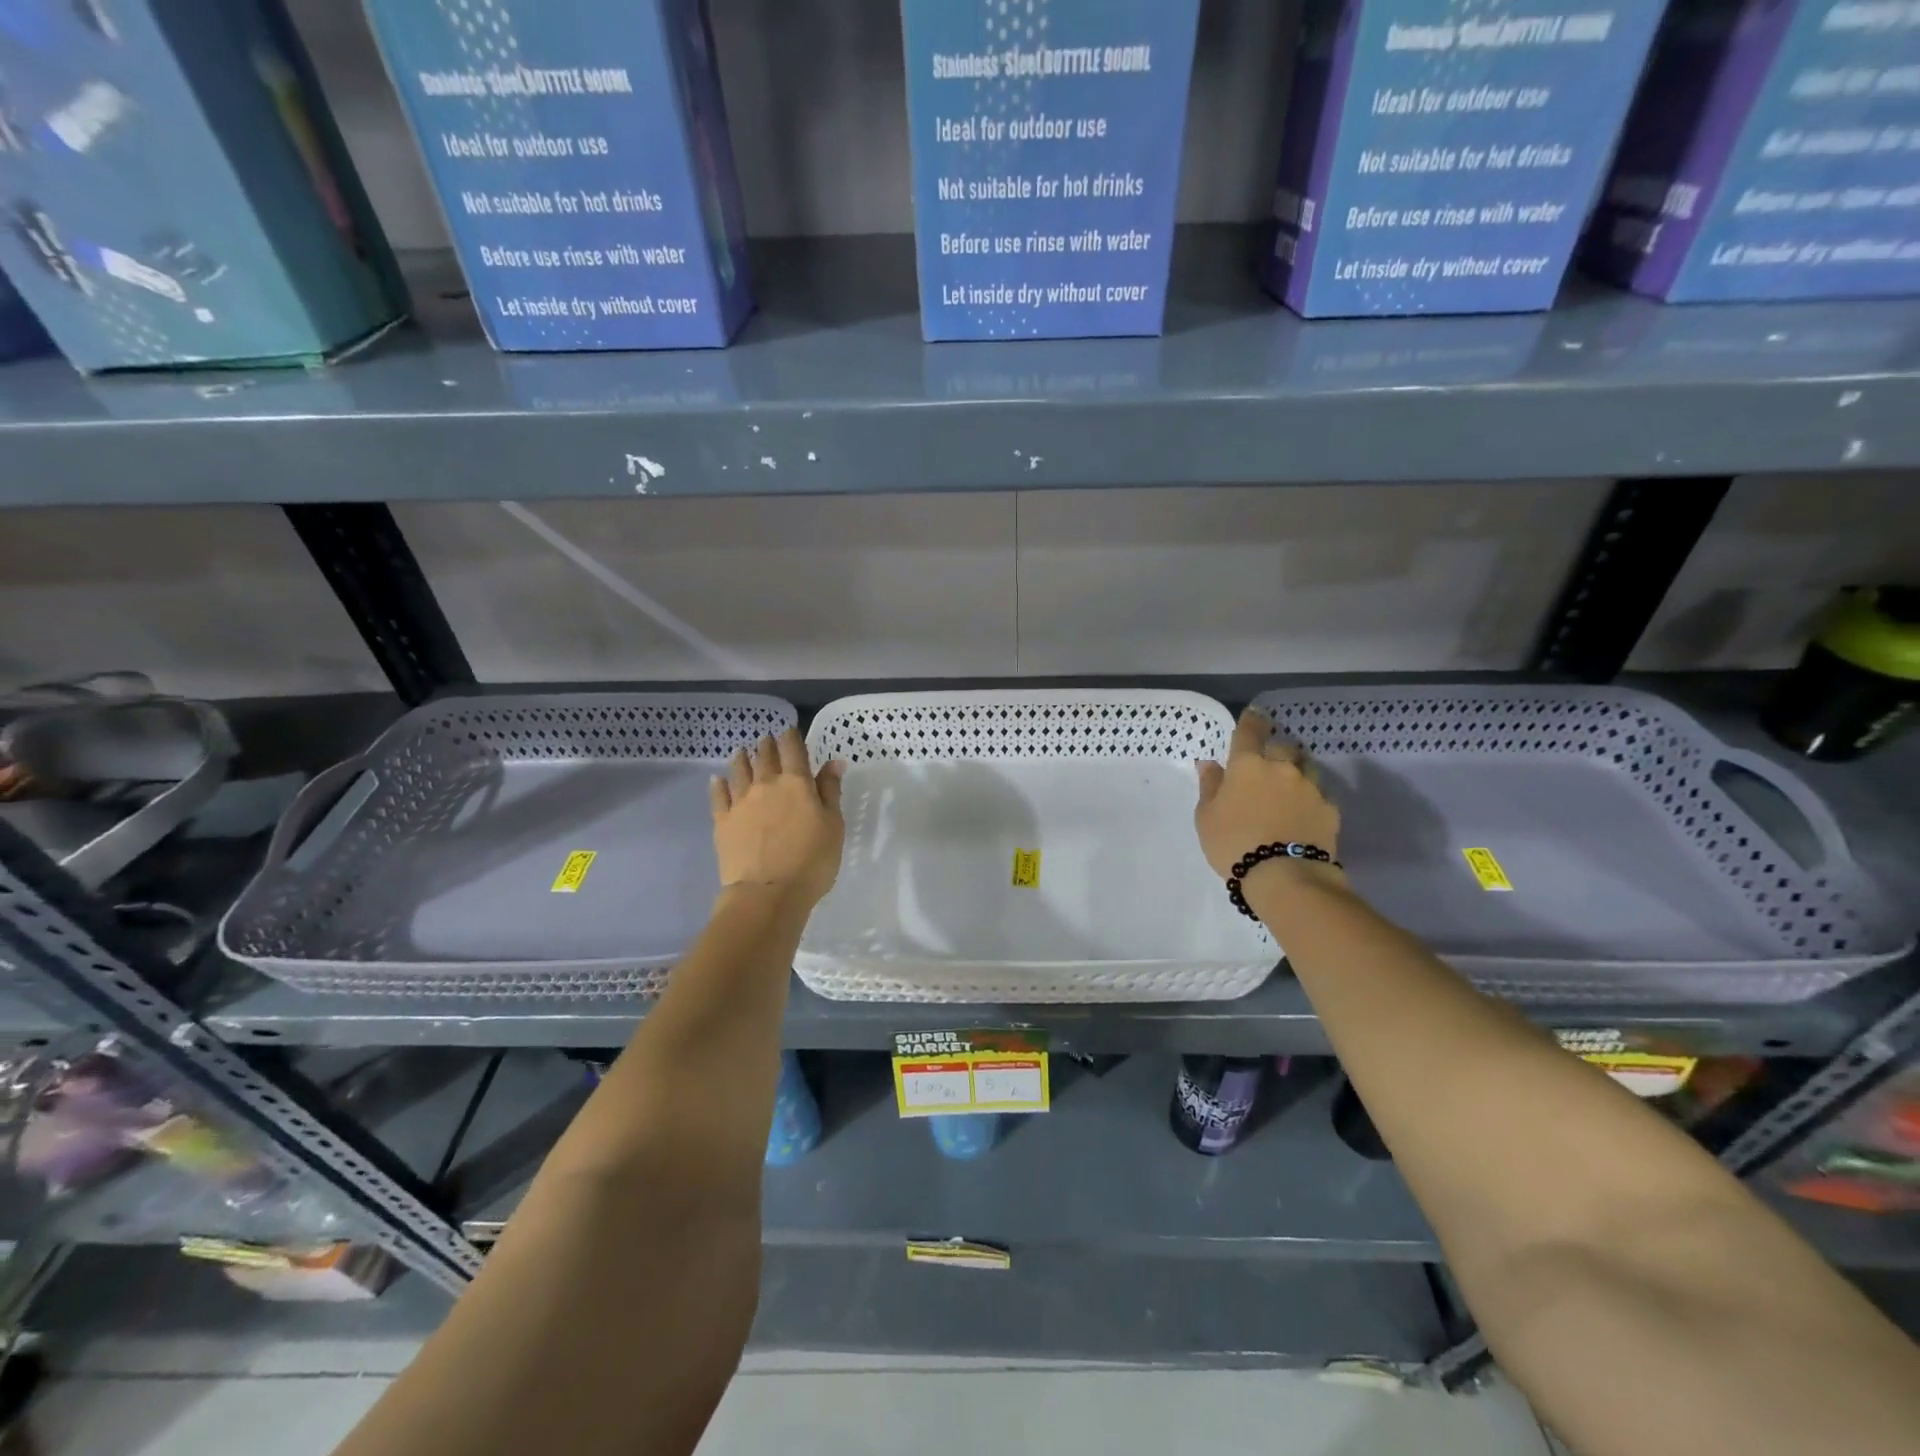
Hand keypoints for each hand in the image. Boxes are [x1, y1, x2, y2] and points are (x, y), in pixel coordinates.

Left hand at [709, 727, 845, 907]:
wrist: (767, 893)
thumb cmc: (811, 861)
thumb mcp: (833, 826)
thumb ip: (830, 792)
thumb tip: (833, 762)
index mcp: (797, 783)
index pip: (793, 749)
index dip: (792, 737)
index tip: (790, 732)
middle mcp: (766, 784)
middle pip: (764, 756)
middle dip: (767, 745)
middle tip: (767, 740)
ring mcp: (740, 802)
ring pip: (739, 770)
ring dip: (742, 758)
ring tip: (742, 752)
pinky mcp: (722, 821)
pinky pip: (718, 795)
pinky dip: (719, 784)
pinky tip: (717, 779)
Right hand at [1195, 709, 1339, 880]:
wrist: (1284, 876)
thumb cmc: (1233, 843)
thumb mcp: (1206, 817)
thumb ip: (1210, 786)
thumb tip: (1210, 764)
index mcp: (1247, 766)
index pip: (1249, 732)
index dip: (1250, 720)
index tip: (1253, 714)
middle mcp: (1282, 768)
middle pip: (1282, 746)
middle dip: (1275, 750)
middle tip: (1268, 763)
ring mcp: (1310, 787)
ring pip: (1306, 766)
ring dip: (1297, 770)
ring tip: (1290, 786)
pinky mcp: (1330, 809)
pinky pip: (1320, 793)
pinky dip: (1312, 796)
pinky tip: (1305, 811)